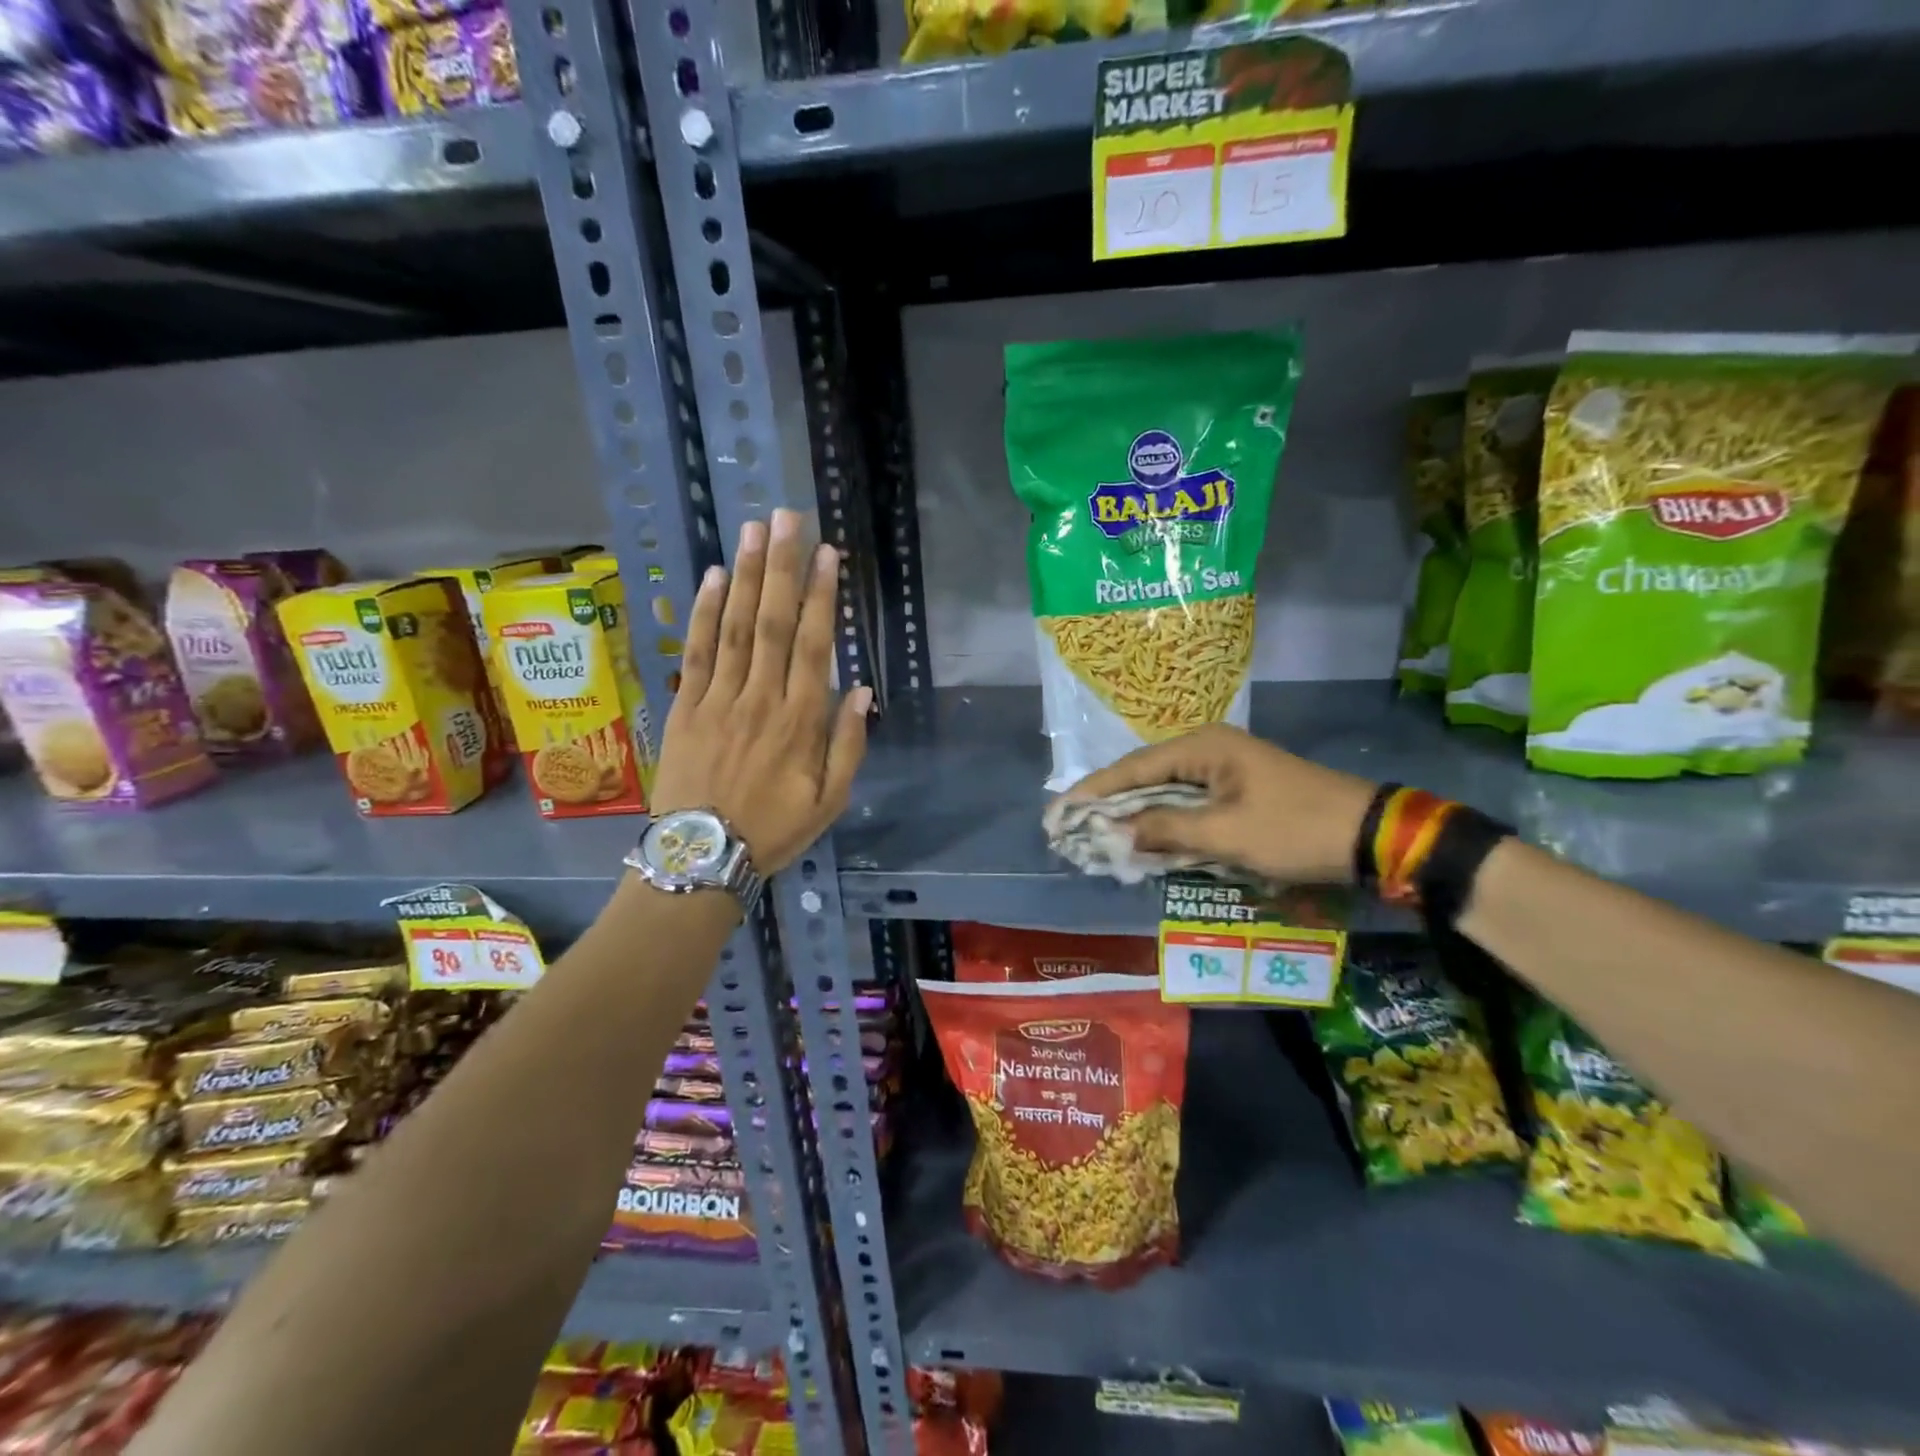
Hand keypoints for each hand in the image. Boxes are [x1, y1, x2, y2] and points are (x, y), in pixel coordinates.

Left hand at [650, 509, 871, 875]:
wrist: (700, 857)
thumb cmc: (773, 829)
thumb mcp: (829, 801)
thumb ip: (847, 745)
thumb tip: (860, 690)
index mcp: (799, 721)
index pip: (813, 645)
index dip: (821, 596)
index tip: (826, 553)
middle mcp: (760, 698)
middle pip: (773, 623)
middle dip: (782, 567)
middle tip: (787, 518)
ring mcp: (718, 699)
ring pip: (734, 627)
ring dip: (747, 576)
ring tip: (754, 530)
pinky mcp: (685, 706)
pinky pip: (696, 651)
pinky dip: (704, 612)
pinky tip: (714, 577)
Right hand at [1062, 724, 1375, 883]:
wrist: (1369, 835)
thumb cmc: (1294, 829)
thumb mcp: (1227, 834)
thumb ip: (1167, 829)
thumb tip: (1119, 831)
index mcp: (1204, 746)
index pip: (1134, 767)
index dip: (1096, 791)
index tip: (1060, 810)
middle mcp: (1209, 748)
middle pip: (1146, 775)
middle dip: (1111, 802)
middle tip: (1073, 824)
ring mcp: (1225, 768)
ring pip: (1167, 790)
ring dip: (1137, 813)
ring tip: (1098, 832)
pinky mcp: (1238, 788)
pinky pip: (1189, 802)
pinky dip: (1166, 820)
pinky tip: (1145, 837)